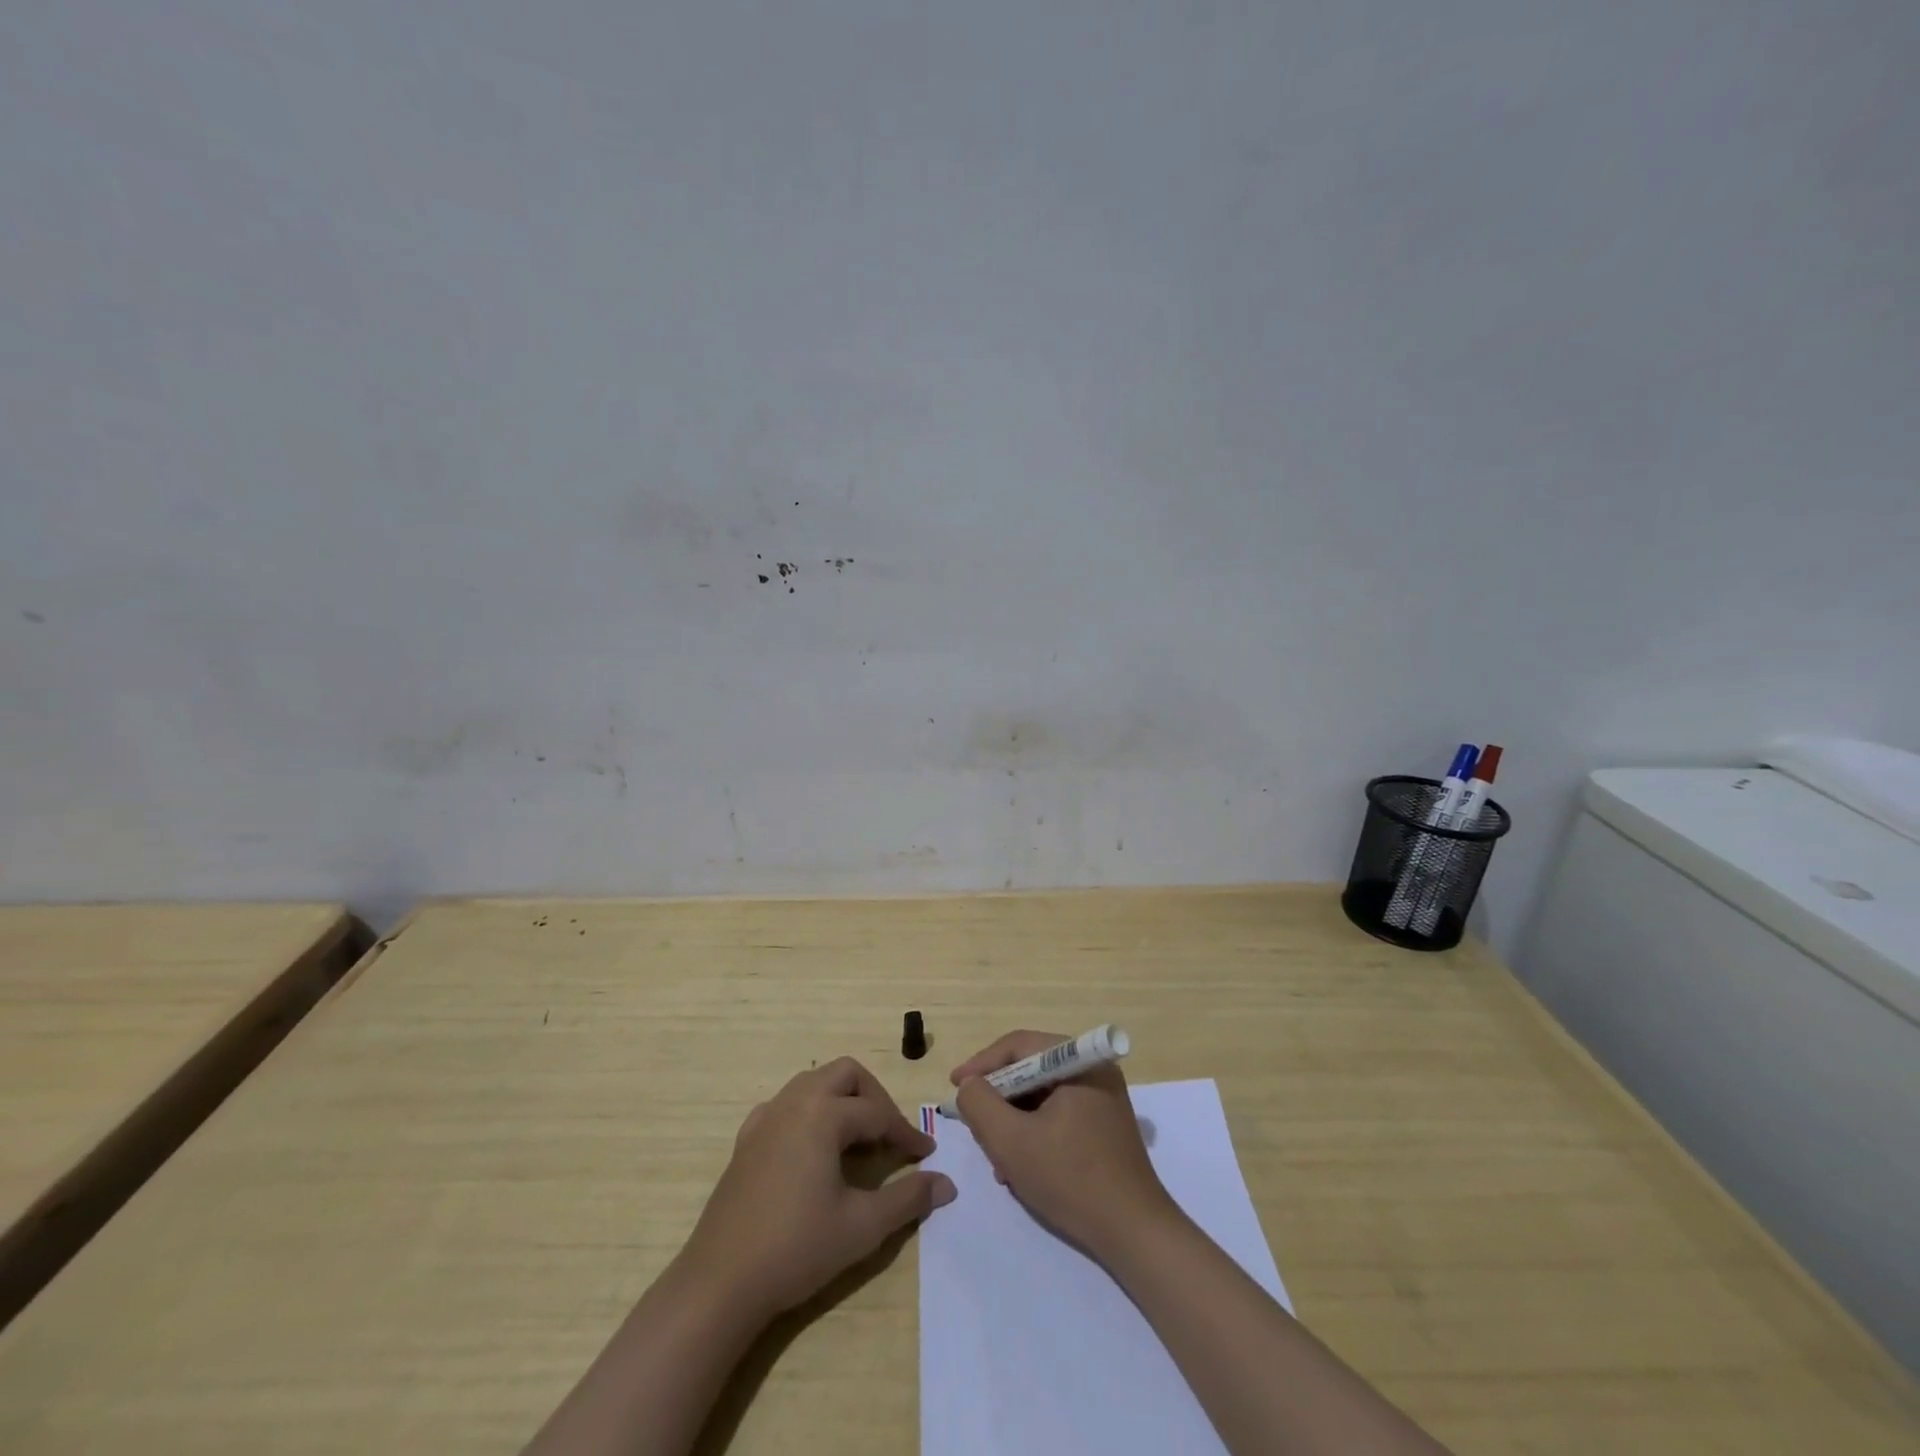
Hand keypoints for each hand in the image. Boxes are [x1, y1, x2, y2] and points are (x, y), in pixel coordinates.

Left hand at [677, 1057, 955, 1324]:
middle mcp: (794, 1102)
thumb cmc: (796, 1248)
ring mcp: (766, 1117)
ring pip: (814, 1083)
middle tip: (890, 1136)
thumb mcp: (862, 1226)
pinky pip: (787, 1105)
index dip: (906, 1134)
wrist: (720, 1283)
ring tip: (858, 1141)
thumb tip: (946, 1183)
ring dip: (842, 1101)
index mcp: (823, 1113)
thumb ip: (908, 1198)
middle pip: (846, 1074)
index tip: (927, 1155)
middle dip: (874, 1098)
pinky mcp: (747, 1139)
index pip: (877, 1113)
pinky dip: (810, 1113)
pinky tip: (814, 1150)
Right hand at [952, 1030, 1178, 1262]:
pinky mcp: (1105, 1126)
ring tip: (997, 1158)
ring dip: (1013, 1122)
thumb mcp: (1011, 1141)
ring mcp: (1102, 1098)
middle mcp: (1093, 1070)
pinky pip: (1057, 1115)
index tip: (954, 1087)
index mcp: (1078, 1061)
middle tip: (975, 1125)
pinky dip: (1034, 1133)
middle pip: (1029, 1071)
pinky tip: (1021, 1167)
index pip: (1018, 1046)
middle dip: (998, 1100)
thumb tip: (969, 1085)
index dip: (981, 1065)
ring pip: (1041, 1096)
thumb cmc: (1071, 1179)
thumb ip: (980, 1104)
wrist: (1134, 1234)